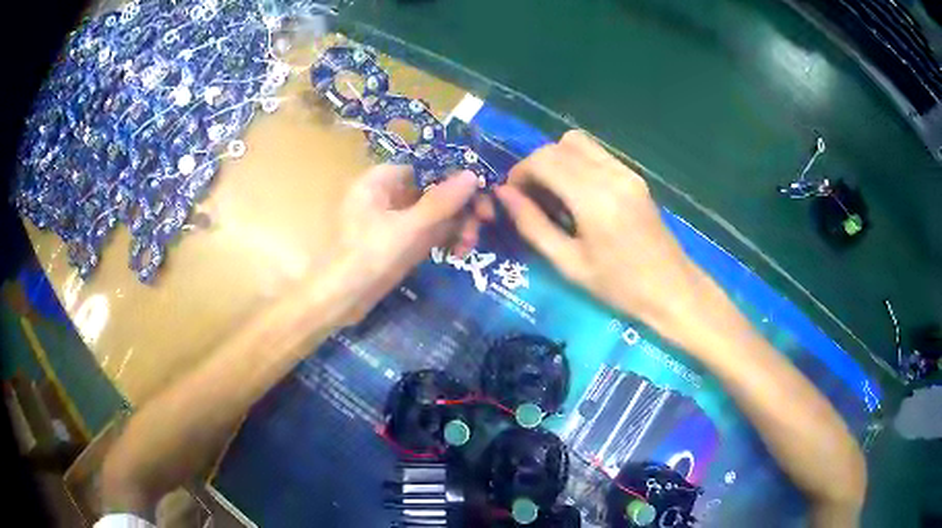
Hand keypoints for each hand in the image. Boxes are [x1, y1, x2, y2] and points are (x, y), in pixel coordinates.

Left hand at [327, 164, 489, 324]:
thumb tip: (473, 175)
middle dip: (461, 206)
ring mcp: (396, 219)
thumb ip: (441, 202)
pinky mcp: (401, 241)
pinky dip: (445, 239)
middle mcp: (389, 194)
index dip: (457, 176)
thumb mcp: (407, 229)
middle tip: (485, 221)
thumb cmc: (367, 257)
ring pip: (436, 213)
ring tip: (469, 246)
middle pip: (435, 190)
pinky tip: (459, 253)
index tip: (484, 191)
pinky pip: (430, 232)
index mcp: (381, 180)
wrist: (340, 301)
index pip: (427, 166)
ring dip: (457, 225)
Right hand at [495, 130, 706, 333]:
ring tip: (553, 196)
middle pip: (559, 145)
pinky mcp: (634, 176)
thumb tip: (503, 194)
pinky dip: (577, 164)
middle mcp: (611, 174)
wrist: (671, 289)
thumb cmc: (619, 287)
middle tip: (531, 198)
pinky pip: (596, 155)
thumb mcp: (569, 264)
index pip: (544, 160)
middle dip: (536, 165)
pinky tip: (578, 196)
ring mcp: (626, 172)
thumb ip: (533, 225)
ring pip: (578, 143)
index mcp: (593, 198)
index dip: (520, 173)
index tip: (512, 197)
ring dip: (556, 161)